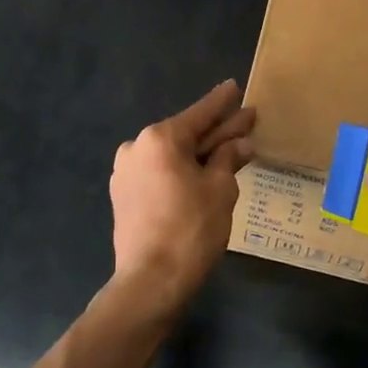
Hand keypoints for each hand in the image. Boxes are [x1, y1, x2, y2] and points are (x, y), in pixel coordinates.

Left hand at [109, 80, 255, 309]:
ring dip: (198, 154)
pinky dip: (180, 171)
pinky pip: (158, 173)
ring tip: (227, 152)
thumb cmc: (191, 229)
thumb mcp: (220, 189)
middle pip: (185, 134)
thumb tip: (241, 143)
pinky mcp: (123, 195)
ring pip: (171, 155)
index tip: (234, 86)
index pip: (200, 114)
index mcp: (160, 138)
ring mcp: (125, 172)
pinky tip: (200, 175)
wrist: (150, 281)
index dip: (222, 102)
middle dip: (216, 131)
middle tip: (244, 121)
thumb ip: (228, 158)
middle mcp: (137, 147)